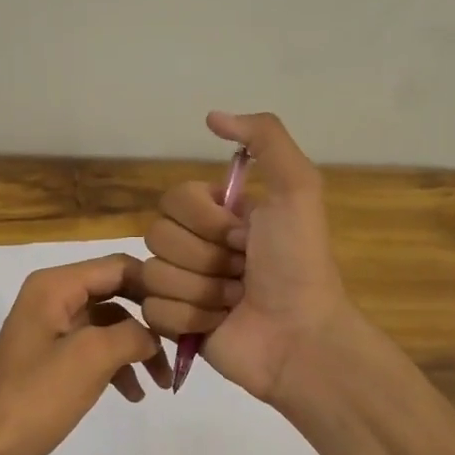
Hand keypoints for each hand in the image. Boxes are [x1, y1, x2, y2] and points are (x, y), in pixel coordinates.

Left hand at [0, 254, 171, 454]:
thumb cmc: (35, 397)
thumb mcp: (91, 358)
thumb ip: (132, 335)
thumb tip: (153, 335)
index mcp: (56, 286)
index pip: (119, 266)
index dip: (155, 285)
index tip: (187, 311)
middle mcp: (52, 297)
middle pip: (116, 294)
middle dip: (148, 320)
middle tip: (180, 345)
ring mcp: (50, 329)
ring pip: (109, 325)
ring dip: (137, 349)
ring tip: (161, 382)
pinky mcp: (50, 359)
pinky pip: (93, 350)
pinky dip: (116, 366)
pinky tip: (134, 394)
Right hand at [141, 111, 349, 402]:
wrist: (300, 337)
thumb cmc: (298, 264)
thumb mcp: (298, 189)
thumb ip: (265, 139)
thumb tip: (212, 116)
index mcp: (219, 214)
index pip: (173, 199)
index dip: (206, 220)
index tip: (244, 236)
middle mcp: (197, 245)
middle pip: (157, 236)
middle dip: (206, 258)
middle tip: (243, 272)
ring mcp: (183, 285)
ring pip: (154, 275)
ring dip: (202, 291)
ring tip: (235, 301)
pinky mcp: (174, 324)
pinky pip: (153, 311)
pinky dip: (190, 319)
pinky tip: (219, 325)